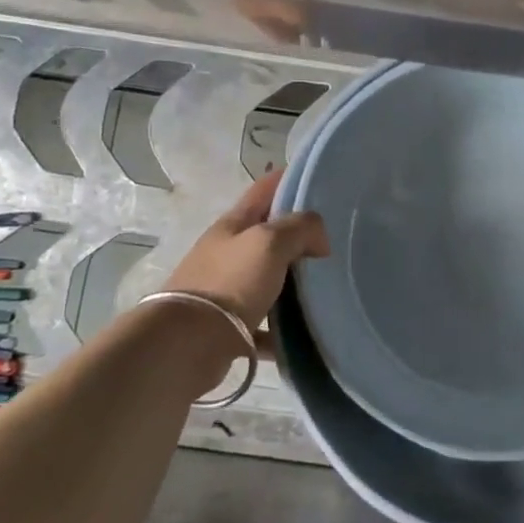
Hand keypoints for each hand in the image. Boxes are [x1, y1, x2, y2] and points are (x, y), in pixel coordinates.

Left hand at [164, 171, 329, 335]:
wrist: (187, 344)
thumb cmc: (231, 282)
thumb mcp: (270, 242)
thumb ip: (301, 228)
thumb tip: (319, 239)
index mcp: (234, 224)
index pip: (265, 189)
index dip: (289, 178)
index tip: (321, 178)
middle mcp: (228, 252)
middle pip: (268, 234)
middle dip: (299, 234)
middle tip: (336, 239)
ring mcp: (227, 289)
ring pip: (268, 277)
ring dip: (294, 280)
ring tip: (328, 284)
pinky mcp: (229, 325)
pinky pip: (264, 322)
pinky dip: (283, 326)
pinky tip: (306, 331)